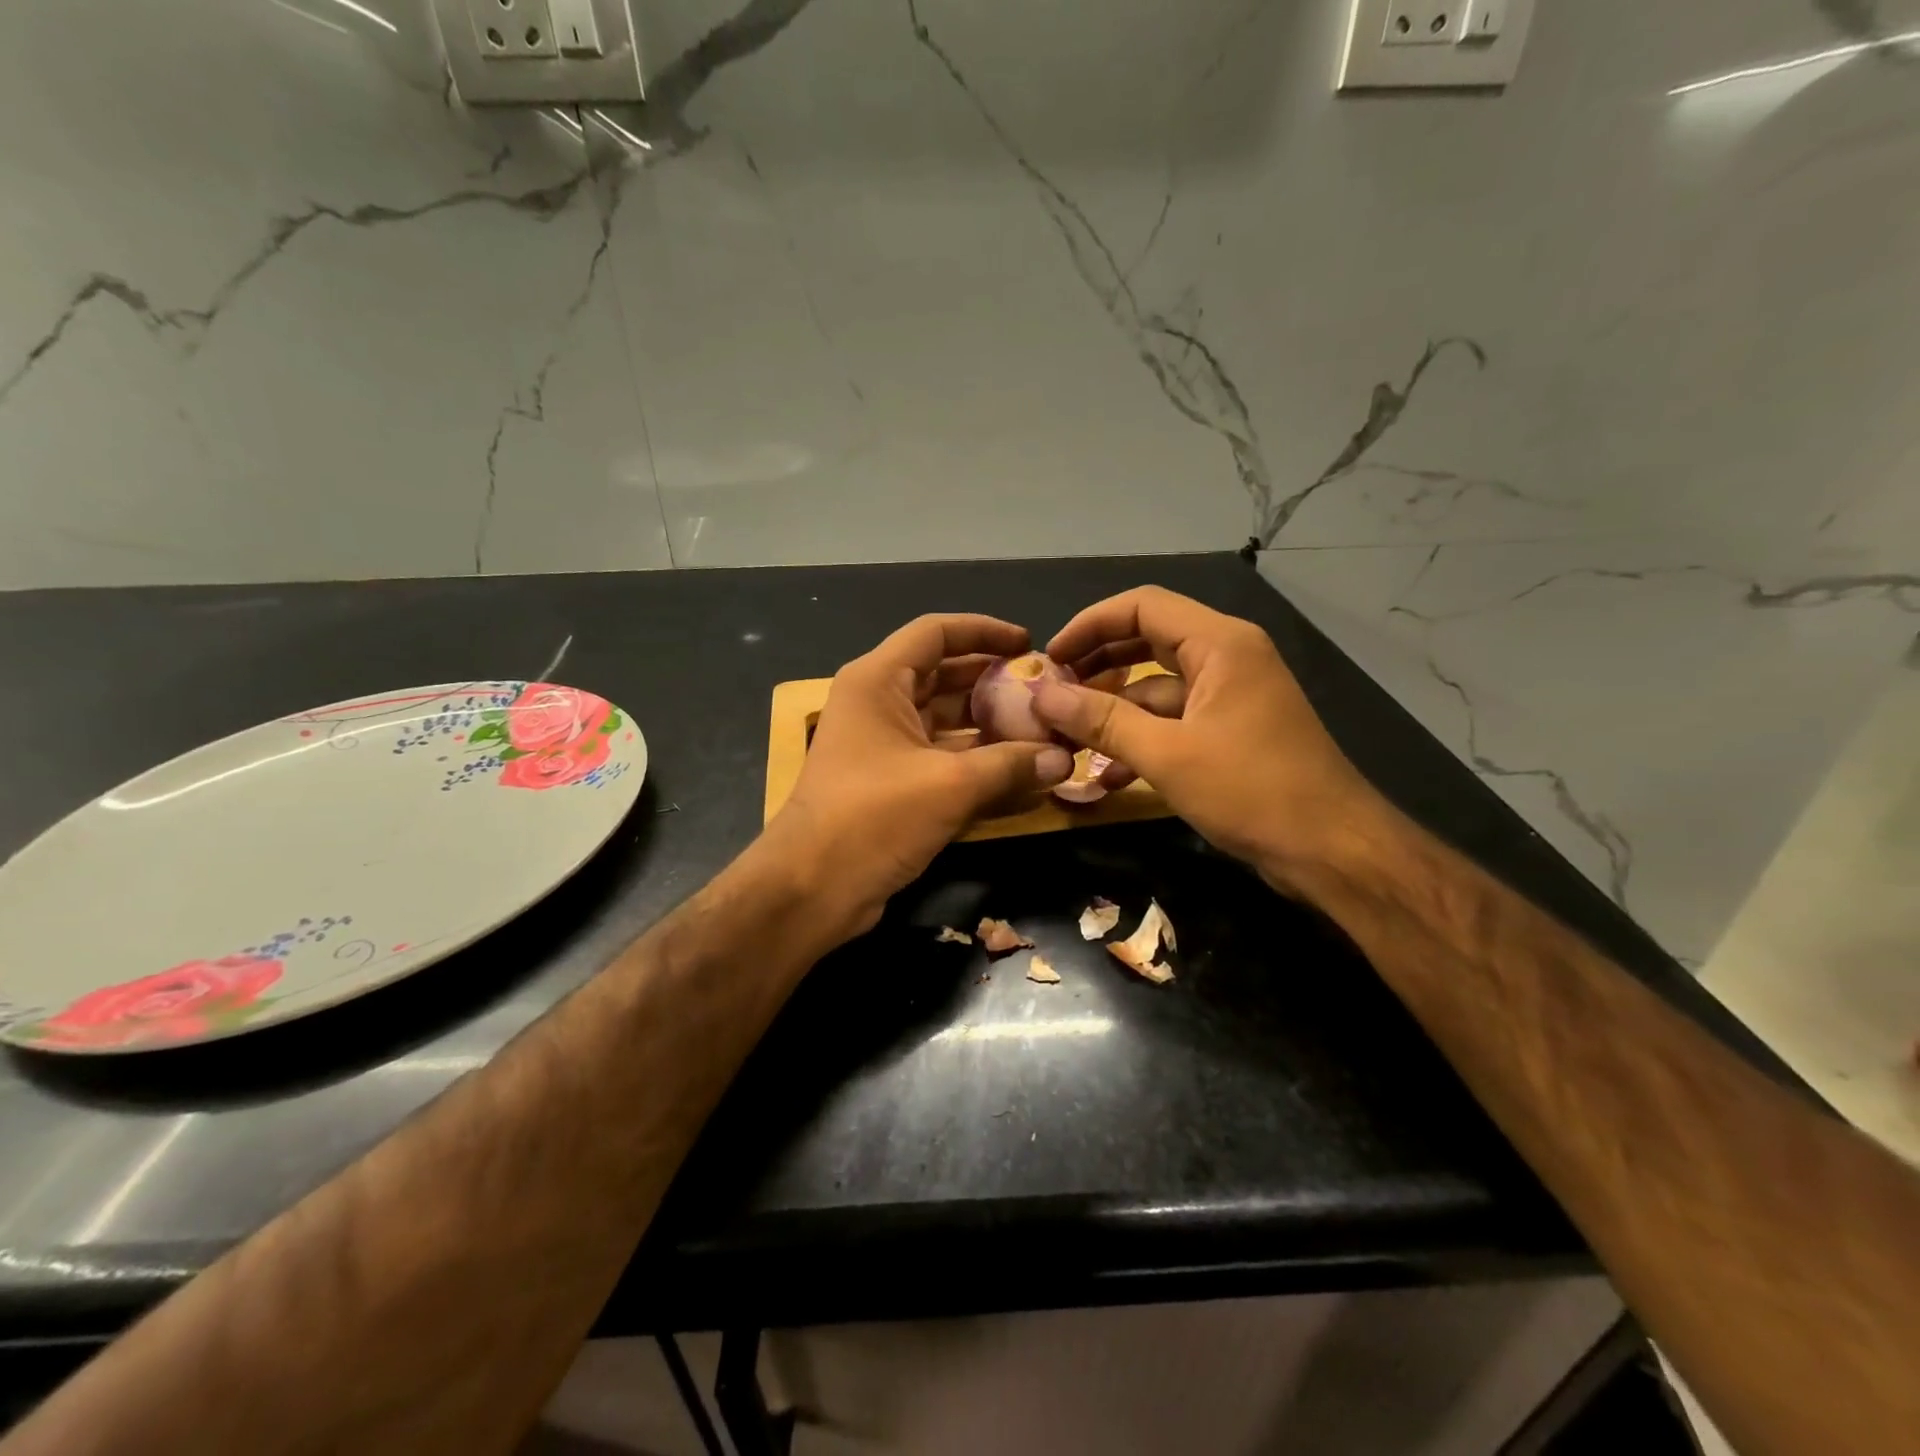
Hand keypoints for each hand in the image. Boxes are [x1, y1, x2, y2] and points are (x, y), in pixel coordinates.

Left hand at [768, 614, 1073, 937]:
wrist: (811, 888)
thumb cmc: (873, 817)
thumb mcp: (949, 785)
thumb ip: (1010, 765)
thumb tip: (1065, 758)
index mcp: (878, 681)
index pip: (936, 632)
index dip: (984, 631)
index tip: (1028, 643)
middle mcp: (878, 704)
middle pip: (944, 675)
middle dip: (994, 681)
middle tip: (1045, 690)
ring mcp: (883, 746)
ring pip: (945, 720)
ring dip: (990, 724)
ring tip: (1043, 728)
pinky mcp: (892, 784)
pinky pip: (941, 758)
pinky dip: (976, 761)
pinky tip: (1019, 770)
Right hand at [1032, 586, 1387, 892]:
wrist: (1332, 850)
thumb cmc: (1252, 790)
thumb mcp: (1167, 755)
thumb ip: (1101, 721)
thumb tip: (1041, 695)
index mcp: (1220, 644)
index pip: (1141, 606)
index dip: (1089, 625)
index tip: (1050, 658)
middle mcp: (1227, 657)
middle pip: (1148, 640)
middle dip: (1097, 665)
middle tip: (1053, 691)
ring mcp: (1231, 695)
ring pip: (1158, 686)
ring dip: (1114, 709)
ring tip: (1069, 736)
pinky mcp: (1231, 731)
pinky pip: (1175, 720)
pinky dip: (1141, 738)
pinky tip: (1108, 775)